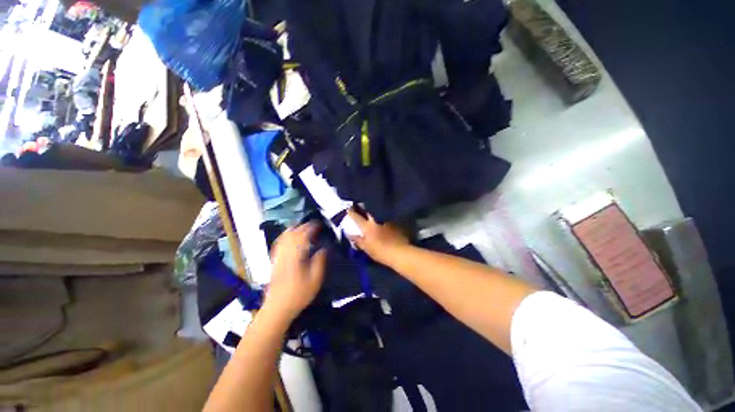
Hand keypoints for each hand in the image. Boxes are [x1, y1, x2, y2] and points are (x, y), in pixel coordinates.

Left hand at [264, 223, 326, 320]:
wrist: (277, 308)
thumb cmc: (298, 295)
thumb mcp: (315, 280)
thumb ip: (319, 262)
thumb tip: (322, 249)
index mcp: (296, 256)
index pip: (303, 236)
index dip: (311, 228)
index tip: (318, 224)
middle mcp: (285, 253)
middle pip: (292, 234)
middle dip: (303, 226)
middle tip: (313, 225)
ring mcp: (278, 256)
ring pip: (284, 237)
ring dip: (293, 229)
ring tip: (302, 226)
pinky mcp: (274, 261)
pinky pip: (278, 243)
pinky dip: (284, 236)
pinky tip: (288, 236)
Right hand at [347, 208, 409, 265]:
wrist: (400, 253)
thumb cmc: (381, 252)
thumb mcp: (367, 248)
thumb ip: (358, 240)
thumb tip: (350, 234)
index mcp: (368, 227)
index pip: (357, 217)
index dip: (352, 213)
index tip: (348, 208)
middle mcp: (377, 220)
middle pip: (369, 212)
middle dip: (364, 209)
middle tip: (361, 209)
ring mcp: (387, 221)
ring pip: (379, 214)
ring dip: (375, 214)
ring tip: (373, 216)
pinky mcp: (396, 223)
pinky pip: (387, 219)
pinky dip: (384, 220)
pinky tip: (384, 224)